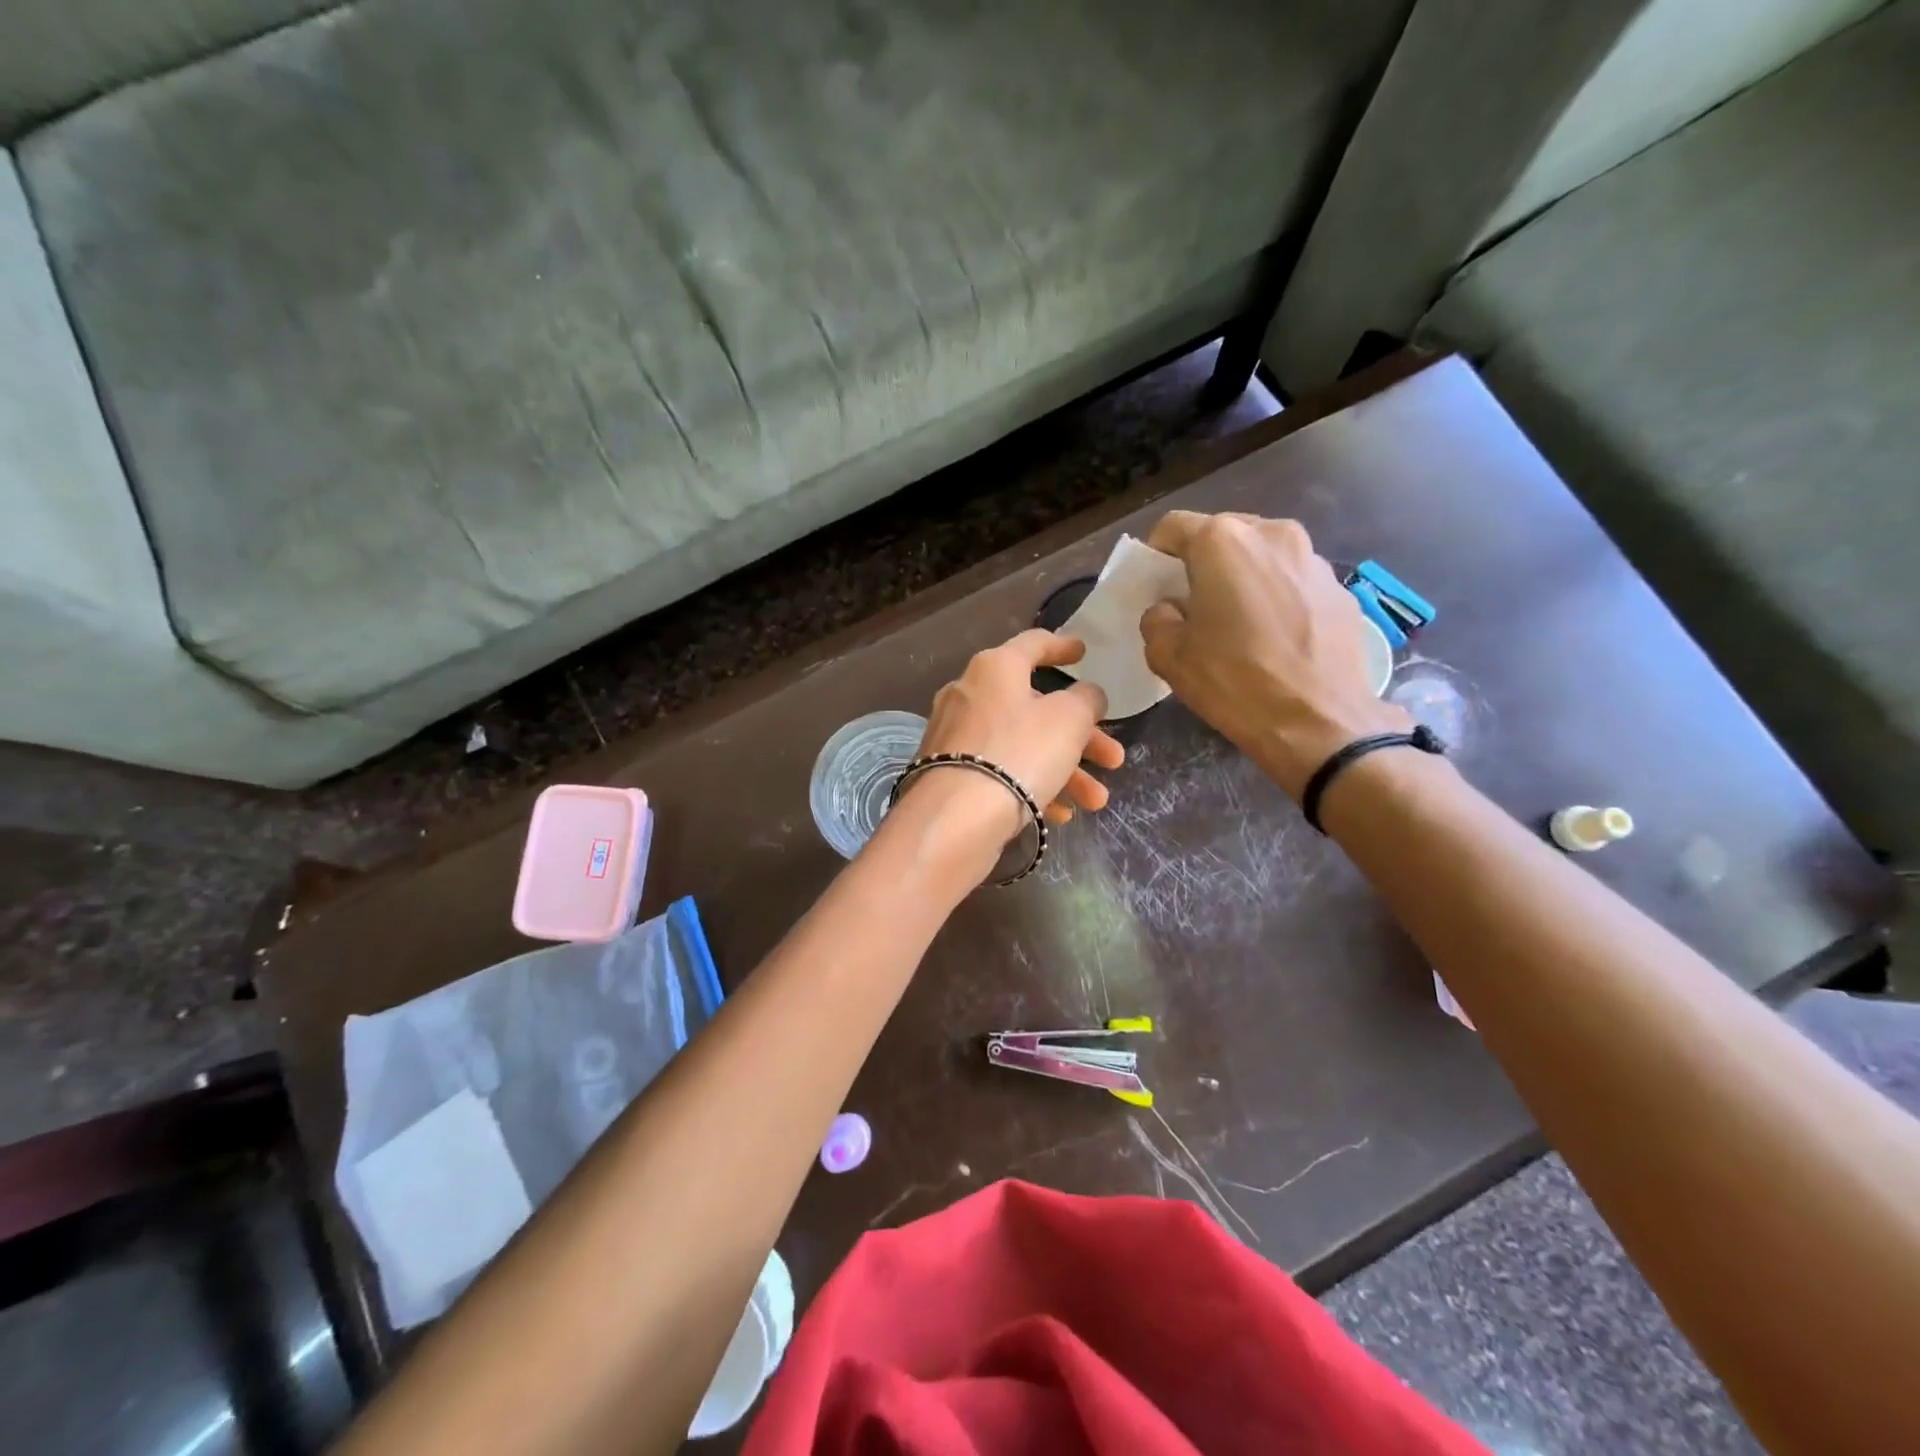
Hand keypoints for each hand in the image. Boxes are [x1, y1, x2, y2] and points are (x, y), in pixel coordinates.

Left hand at [905, 630, 1124, 845]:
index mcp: (994, 668)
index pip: (1033, 644)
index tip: (1083, 652)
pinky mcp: (950, 775)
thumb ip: (1085, 700)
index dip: (1062, 646)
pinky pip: (1001, 772)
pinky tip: (1060, 814)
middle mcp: (969, 695)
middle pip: (1035, 708)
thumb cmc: (1019, 752)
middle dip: (1081, 736)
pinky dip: (1032, 786)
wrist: (955, 817)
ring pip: (1022, 745)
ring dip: (1066, 770)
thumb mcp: (1069, 719)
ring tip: (1096, 801)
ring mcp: (956, 737)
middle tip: (1113, 758)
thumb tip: (1084, 696)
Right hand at [1139, 512, 1407, 797]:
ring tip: (1239, 623)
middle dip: (1203, 564)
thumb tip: (1170, 610)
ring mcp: (1314, 558)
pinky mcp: (1341, 588)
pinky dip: (1278, 597)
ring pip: (1262, 556)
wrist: (1320, 724)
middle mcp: (1272, 534)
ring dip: (1243, 578)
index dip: (1156, 555)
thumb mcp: (1169, 656)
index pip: (1173, 527)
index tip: (1155, 586)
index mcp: (1222, 542)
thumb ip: (1157, 620)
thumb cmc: (1234, 682)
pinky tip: (1276, 639)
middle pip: (1222, 536)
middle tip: (1195, 606)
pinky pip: (1294, 581)